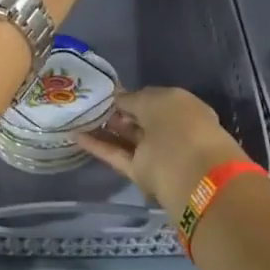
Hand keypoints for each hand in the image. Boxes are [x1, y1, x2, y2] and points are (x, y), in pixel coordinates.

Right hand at [77, 87, 250, 218]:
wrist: (193, 175)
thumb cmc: (179, 125)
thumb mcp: (155, 100)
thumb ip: (133, 99)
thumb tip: (120, 99)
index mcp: (182, 108)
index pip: (151, 99)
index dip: (130, 96)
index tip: (106, 93)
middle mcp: (170, 130)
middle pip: (139, 120)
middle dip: (117, 113)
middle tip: (88, 104)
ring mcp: (156, 153)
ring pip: (127, 138)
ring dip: (105, 129)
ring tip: (78, 118)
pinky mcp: (141, 174)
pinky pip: (117, 155)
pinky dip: (98, 146)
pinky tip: (76, 136)